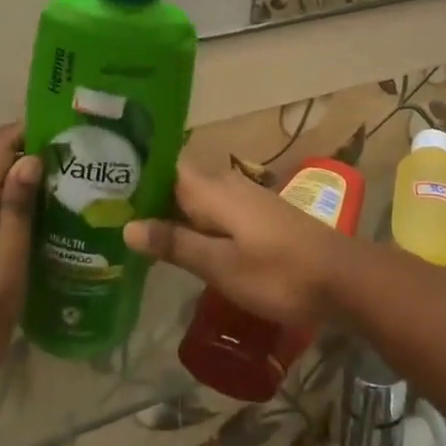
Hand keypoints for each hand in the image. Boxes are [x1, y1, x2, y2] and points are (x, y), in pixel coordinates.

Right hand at [125, 163, 356, 324]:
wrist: (342, 278)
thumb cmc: (278, 272)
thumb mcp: (221, 265)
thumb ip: (176, 243)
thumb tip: (128, 224)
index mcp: (212, 190)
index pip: (165, 167)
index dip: (136, 173)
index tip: (104, 185)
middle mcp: (226, 185)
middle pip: (178, 183)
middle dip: (148, 197)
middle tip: (109, 217)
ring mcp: (245, 199)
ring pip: (196, 199)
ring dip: (170, 213)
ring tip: (136, 234)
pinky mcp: (258, 216)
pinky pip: (214, 212)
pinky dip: (194, 224)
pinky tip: (182, 246)